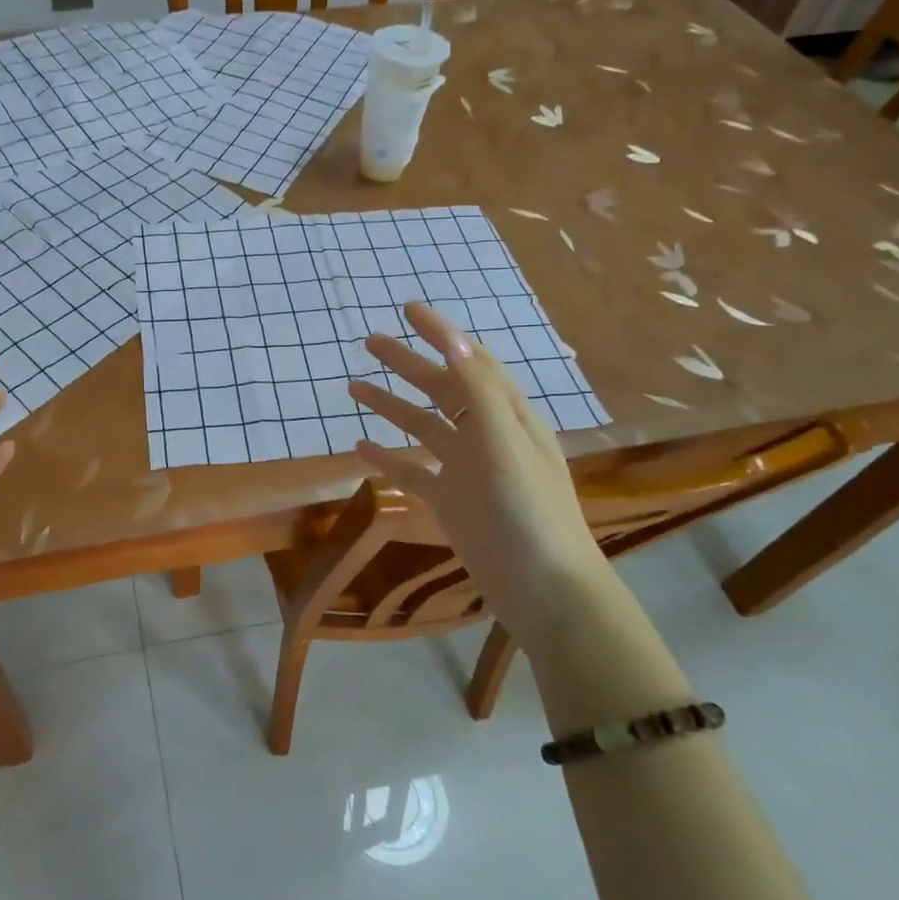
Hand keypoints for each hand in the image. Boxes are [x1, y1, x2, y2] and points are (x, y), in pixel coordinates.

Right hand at [347, 303, 610, 645]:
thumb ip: (479, 393)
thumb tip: (454, 340)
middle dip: (408, 364)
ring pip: (423, 427)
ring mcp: (467, 470)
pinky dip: (388, 457)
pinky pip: (413, 471)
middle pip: (442, 388)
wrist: (544, 589)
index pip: (471, 361)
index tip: (408, 309)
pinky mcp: (451, 502)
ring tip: (354, 388)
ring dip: (392, 405)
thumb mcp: (506, 446)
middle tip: (370, 342)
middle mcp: (487, 435)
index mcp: (508, 416)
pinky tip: (360, 447)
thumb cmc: (530, 513)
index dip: (441, 334)